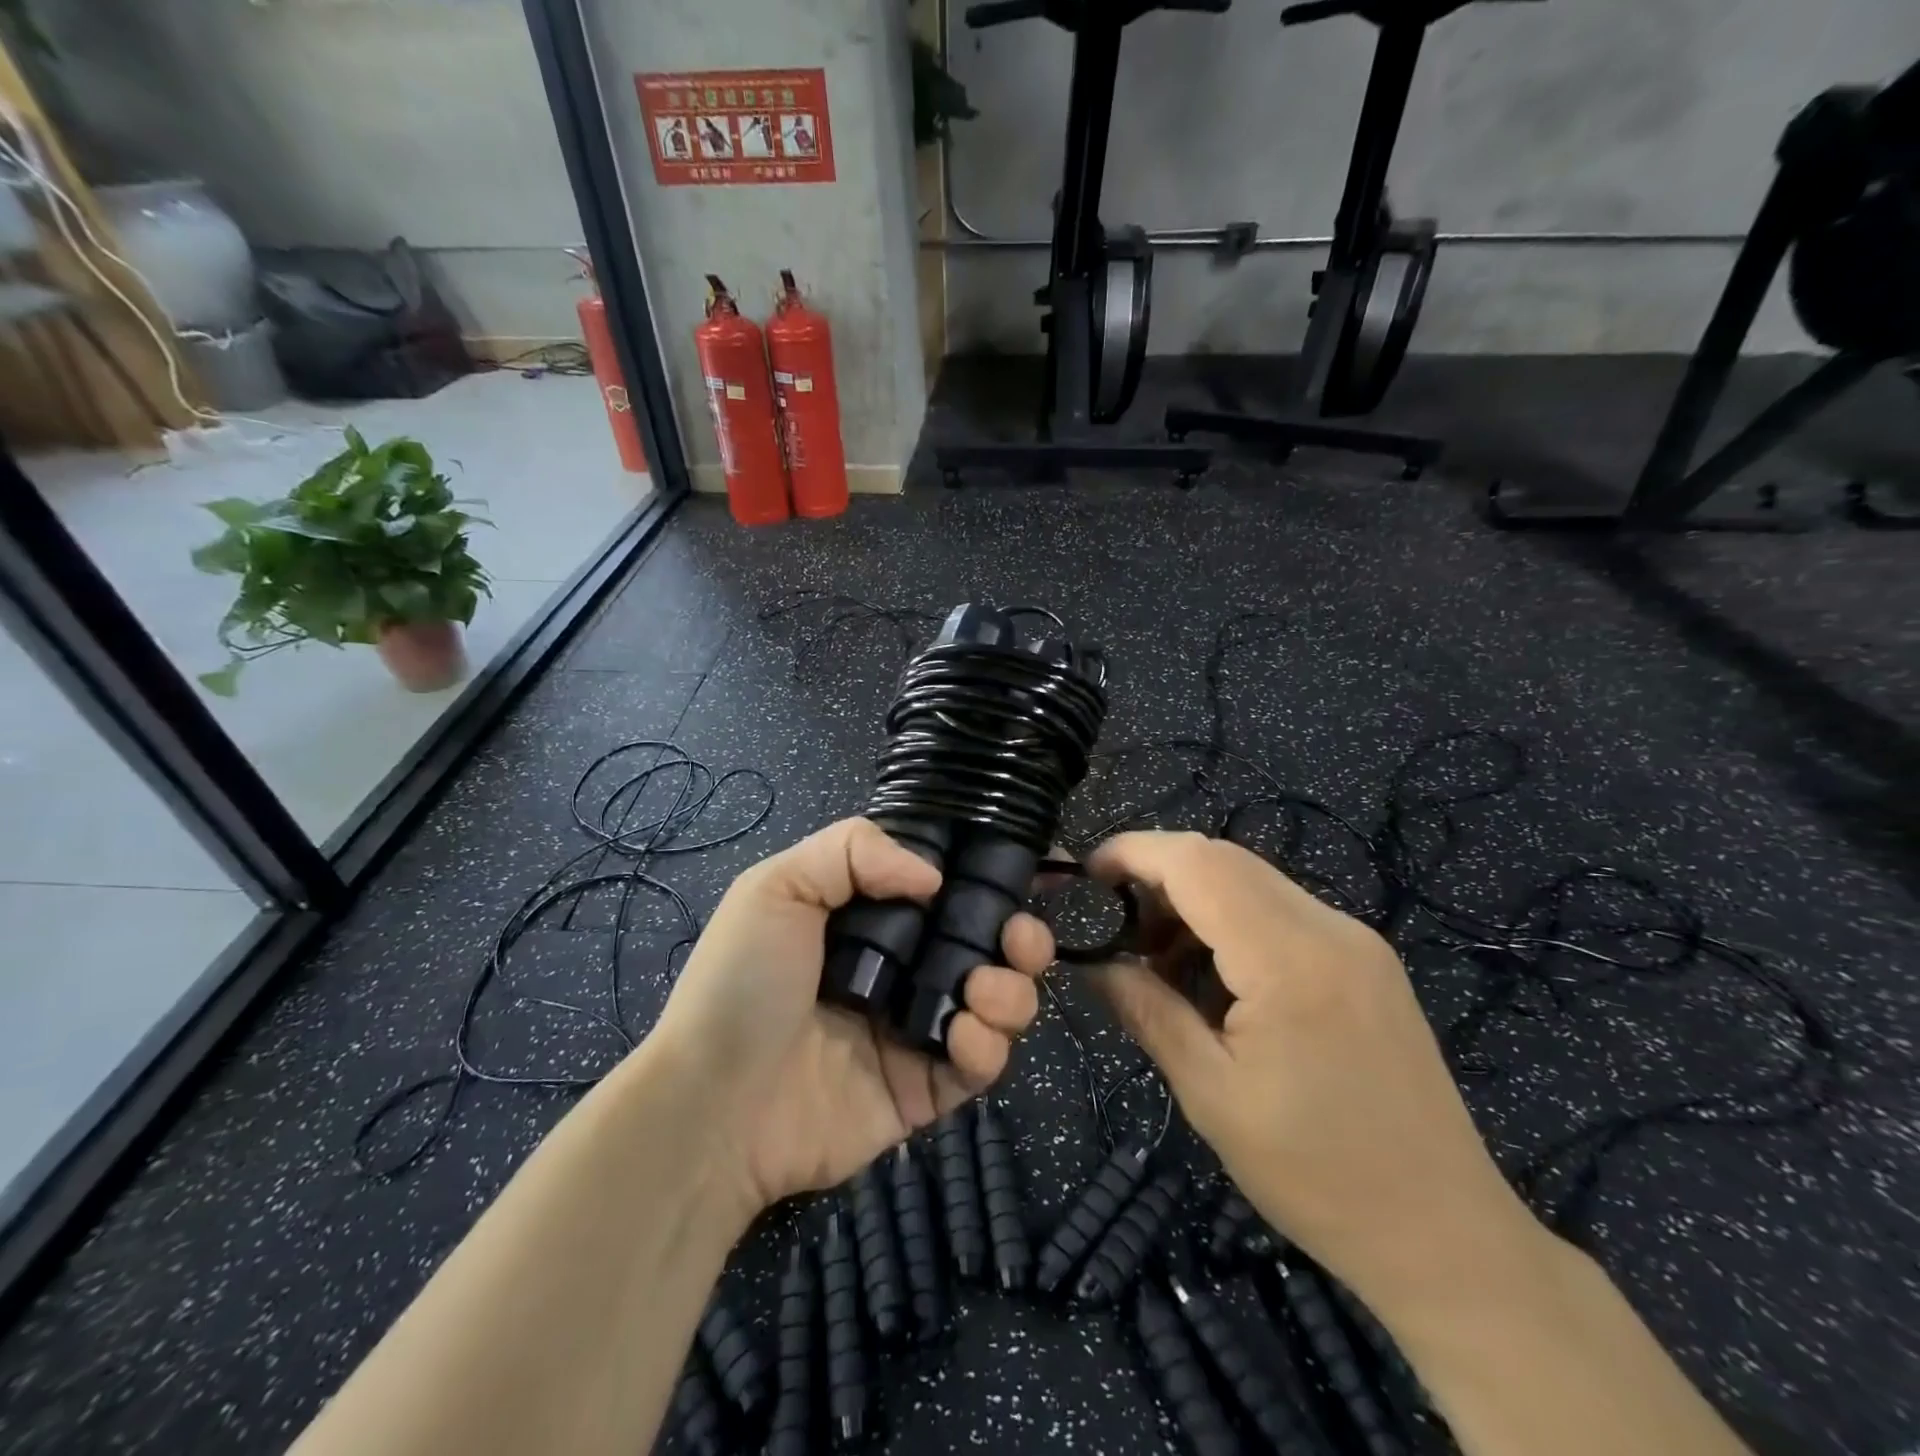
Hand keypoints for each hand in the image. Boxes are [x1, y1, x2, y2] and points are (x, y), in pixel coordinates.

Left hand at [655, 818, 1053, 1211]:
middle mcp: (903, 969)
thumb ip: (855, 851)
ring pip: (998, 1003)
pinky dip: (988, 1046)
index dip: (987, 881)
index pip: (948, 891)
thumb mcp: (778, 886)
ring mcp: (917, 1030)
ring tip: (981, 990)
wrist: (714, 1106)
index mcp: (873, 920)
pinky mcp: (925, 1089)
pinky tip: (962, 1036)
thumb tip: (935, 877)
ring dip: (1011, 992)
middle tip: (1020, 938)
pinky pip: (981, 1064)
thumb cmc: (743, 983)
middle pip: (987, 947)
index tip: (1024, 872)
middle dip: (1021, 937)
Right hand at [1086, 831, 1545, 1308]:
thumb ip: (1146, 1009)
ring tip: (1158, 961)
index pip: (1197, 862)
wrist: (1446, 1236)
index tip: (1085, 876)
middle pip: (1223, 859)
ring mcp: (1355, 940)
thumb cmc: (1316, 1174)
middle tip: (1115, 926)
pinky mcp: (1365, 959)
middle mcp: (1329, 928)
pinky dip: (1230, 922)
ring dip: (1193, 900)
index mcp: (1290, 959)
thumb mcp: (1210, 1093)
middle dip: (1157, 876)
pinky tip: (1213, 978)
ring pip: (1250, 880)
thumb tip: (1094, 961)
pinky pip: (1280, 911)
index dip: (1133, 852)